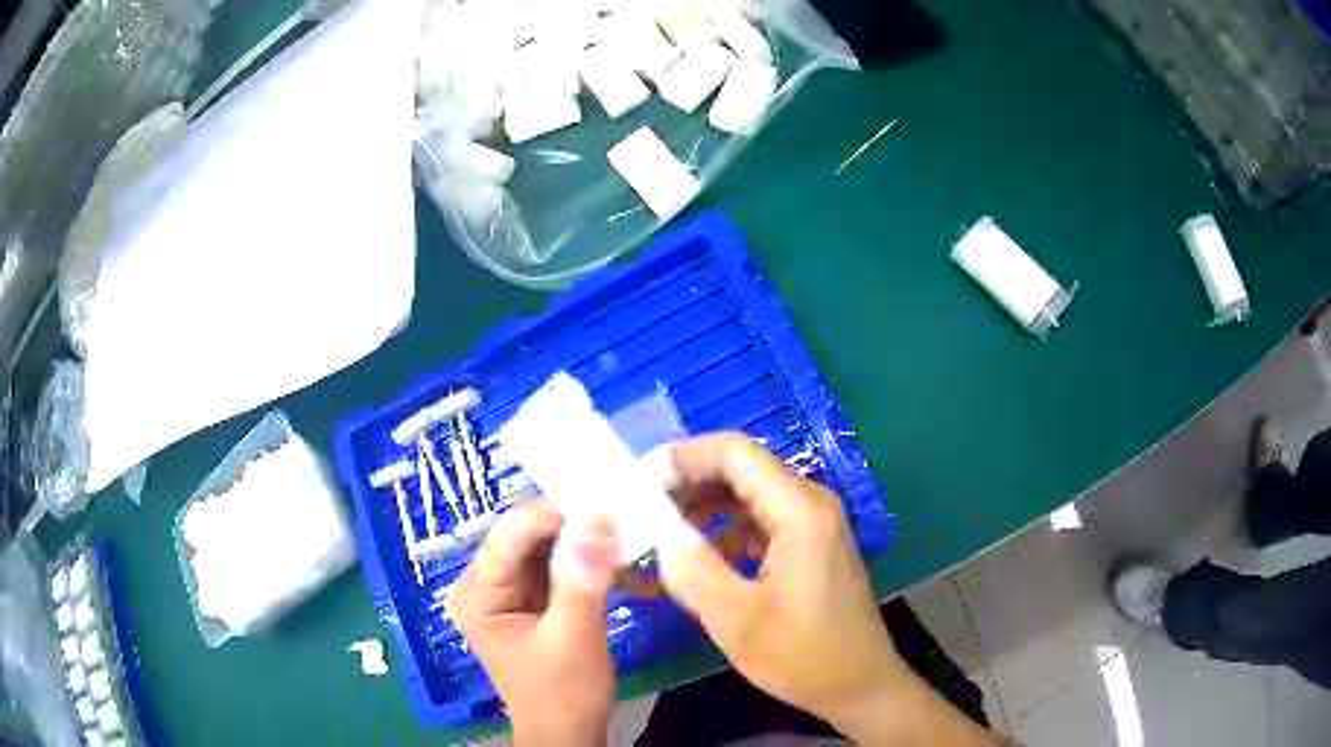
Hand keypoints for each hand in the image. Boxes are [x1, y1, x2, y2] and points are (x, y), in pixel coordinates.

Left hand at [451, 497, 618, 746]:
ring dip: (581, 535)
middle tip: (619, 508)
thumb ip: (582, 580)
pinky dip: (585, 555)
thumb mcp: (574, 639)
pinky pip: (555, 562)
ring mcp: (507, 590)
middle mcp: (483, 585)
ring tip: (623, 524)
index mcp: (477, 596)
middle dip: (570, 522)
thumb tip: (597, 520)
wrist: (567, 733)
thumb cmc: (563, 694)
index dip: (551, 514)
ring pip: (543, 544)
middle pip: (524, 535)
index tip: (601, 500)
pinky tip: (614, 551)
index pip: (508, 538)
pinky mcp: (531, 597)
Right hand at [657, 434, 999, 745]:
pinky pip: (757, 523)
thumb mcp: (737, 619)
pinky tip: (693, 561)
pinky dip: (721, 534)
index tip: (638, 482)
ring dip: (700, 511)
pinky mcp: (807, 545)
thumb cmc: (804, 655)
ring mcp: (811, 524)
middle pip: (739, 470)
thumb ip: (691, 569)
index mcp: (799, 511)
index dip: (683, 457)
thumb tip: (655, 530)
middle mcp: (809, 504)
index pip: (734, 452)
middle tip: (639, 513)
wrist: (859, 684)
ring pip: (745, 496)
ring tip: (657, 538)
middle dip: (686, 485)